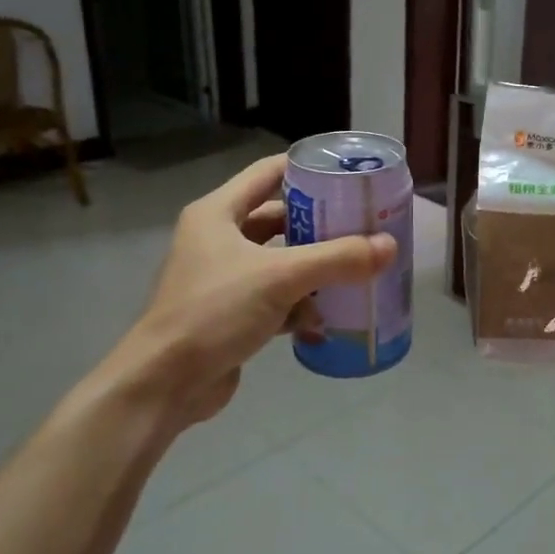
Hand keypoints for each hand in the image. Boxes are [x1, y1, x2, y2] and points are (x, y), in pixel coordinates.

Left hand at [94, 154, 397, 432]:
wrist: (164, 384)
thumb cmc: (214, 311)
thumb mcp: (280, 277)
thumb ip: (337, 259)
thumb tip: (390, 246)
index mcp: (218, 213)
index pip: (268, 172)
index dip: (307, 168)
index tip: (348, 175)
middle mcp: (218, 239)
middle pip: (279, 219)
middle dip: (320, 225)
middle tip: (363, 226)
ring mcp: (223, 278)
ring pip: (280, 262)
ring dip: (314, 269)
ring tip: (356, 271)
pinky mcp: (230, 313)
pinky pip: (275, 298)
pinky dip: (300, 306)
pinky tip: (328, 320)